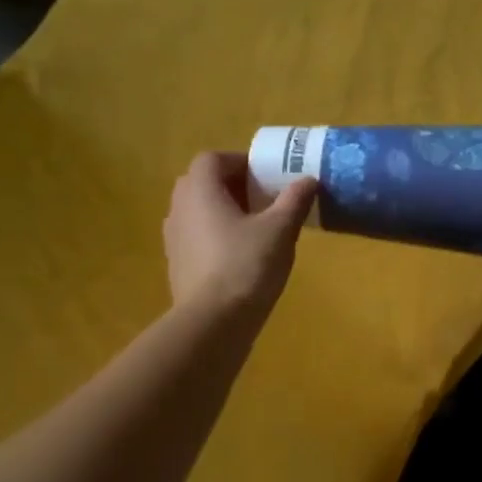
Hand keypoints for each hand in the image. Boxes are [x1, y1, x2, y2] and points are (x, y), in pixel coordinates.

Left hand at [164, 152, 316, 318]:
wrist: (213, 322)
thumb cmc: (246, 265)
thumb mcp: (280, 230)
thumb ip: (294, 200)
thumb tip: (308, 179)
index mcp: (200, 191)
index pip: (212, 159)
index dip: (238, 161)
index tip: (265, 175)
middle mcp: (179, 208)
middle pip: (201, 183)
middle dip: (232, 185)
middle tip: (263, 199)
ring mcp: (173, 239)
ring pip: (197, 211)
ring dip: (223, 211)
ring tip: (255, 228)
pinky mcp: (177, 265)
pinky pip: (196, 237)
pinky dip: (215, 236)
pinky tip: (241, 256)